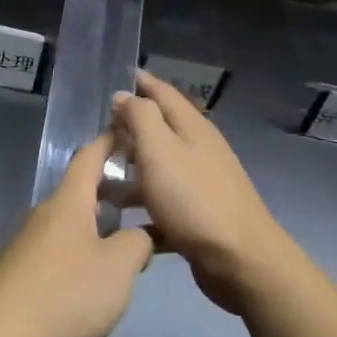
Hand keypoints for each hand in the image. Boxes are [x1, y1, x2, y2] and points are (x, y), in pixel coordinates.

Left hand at [0, 134, 154, 336]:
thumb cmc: (65, 294)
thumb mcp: (118, 268)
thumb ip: (138, 243)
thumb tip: (141, 235)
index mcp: (69, 201)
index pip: (91, 155)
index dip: (112, 141)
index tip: (133, 131)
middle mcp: (46, 212)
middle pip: (82, 188)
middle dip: (114, 187)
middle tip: (147, 195)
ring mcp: (30, 241)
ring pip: (73, 219)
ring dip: (101, 220)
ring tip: (131, 236)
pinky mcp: (23, 269)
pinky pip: (62, 245)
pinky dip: (85, 245)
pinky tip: (98, 273)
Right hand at [112, 71, 292, 313]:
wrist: (241, 261)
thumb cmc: (194, 199)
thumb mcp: (160, 150)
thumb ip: (140, 117)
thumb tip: (124, 94)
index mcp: (192, 127)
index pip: (163, 92)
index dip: (140, 82)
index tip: (115, 75)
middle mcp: (199, 150)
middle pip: (160, 129)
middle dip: (129, 128)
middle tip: (96, 132)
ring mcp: (201, 184)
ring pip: (159, 168)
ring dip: (131, 170)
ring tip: (98, 179)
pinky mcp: (198, 216)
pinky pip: (163, 203)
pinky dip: (143, 205)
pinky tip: (120, 218)